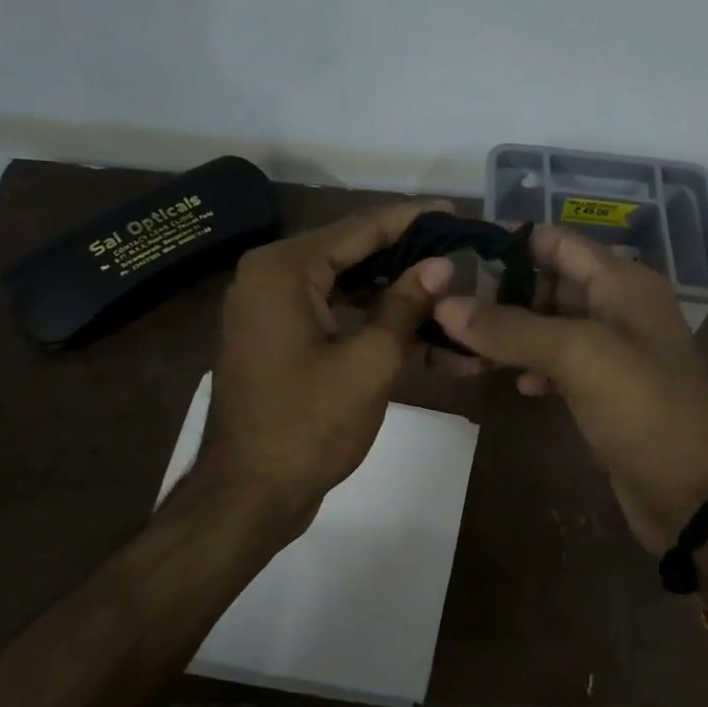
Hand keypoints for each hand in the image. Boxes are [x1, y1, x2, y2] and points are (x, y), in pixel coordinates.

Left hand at [186, 200, 455, 540]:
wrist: (248, 494)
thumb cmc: (308, 426)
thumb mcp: (369, 362)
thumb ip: (405, 305)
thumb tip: (441, 264)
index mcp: (284, 269)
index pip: (359, 227)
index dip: (412, 219)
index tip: (456, 212)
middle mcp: (269, 275)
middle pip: (351, 251)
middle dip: (406, 255)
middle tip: (459, 254)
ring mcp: (269, 307)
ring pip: (344, 282)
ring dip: (392, 290)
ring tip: (445, 290)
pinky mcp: (276, 335)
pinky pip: (330, 309)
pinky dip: (369, 315)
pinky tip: (412, 324)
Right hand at [433, 227, 707, 554]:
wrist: (692, 491)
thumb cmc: (643, 408)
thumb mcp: (578, 355)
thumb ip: (512, 327)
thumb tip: (445, 304)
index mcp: (621, 281)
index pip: (555, 241)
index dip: (507, 243)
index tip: (454, 257)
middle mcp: (617, 306)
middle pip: (548, 281)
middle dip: (500, 292)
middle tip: (444, 308)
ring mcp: (612, 349)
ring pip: (548, 325)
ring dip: (509, 333)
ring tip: (462, 346)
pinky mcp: (604, 389)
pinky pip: (558, 363)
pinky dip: (533, 366)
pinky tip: (516, 384)